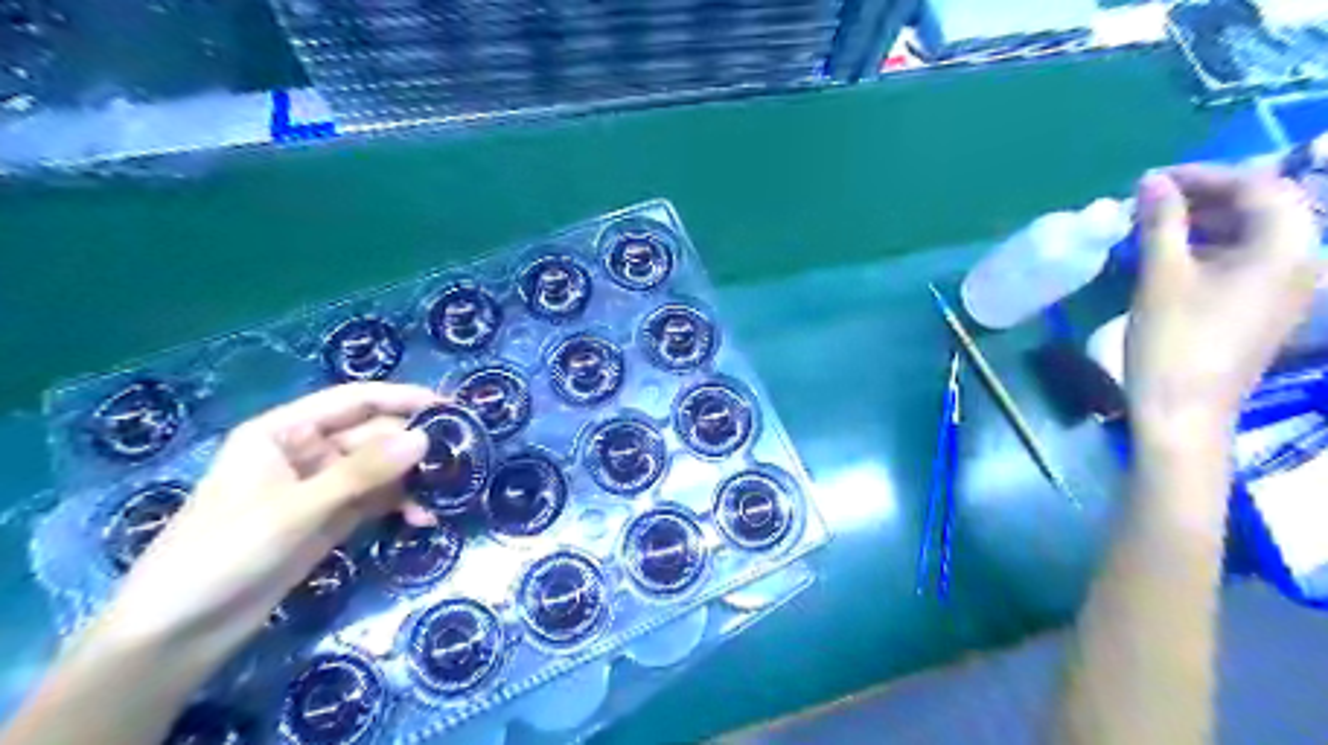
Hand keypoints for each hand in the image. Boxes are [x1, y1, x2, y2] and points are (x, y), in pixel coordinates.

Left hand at [96, 383, 439, 656]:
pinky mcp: (331, 518)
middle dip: (415, 446)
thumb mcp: (296, 509)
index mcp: (284, 431)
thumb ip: (362, 473)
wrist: (179, 633)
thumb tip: (425, 438)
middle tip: (462, 458)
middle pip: (374, 435)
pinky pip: (375, 500)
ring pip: (379, 469)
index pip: (355, 400)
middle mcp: (306, 451)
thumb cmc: (224, 553)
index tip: (451, 407)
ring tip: (450, 491)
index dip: (403, 398)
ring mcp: (321, 487)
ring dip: (412, 479)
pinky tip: (423, 520)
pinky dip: (399, 506)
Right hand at [1124, 164, 1321, 435]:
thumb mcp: (1162, 275)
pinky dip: (1213, 247)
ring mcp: (1289, 287)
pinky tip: (1174, 255)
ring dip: (1208, 221)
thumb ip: (1161, 222)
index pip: (1257, 187)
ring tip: (1156, 225)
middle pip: (1264, 207)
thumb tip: (1151, 181)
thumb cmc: (1173, 341)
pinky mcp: (1268, 307)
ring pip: (1255, 234)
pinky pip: (1249, 260)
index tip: (1152, 180)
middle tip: (1153, 200)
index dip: (1204, 175)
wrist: (1184, 410)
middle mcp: (1301, 261)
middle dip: (1208, 196)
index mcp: (1285, 248)